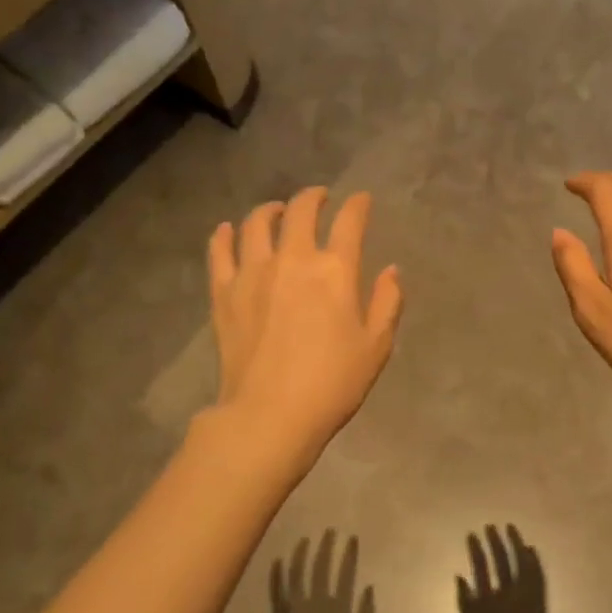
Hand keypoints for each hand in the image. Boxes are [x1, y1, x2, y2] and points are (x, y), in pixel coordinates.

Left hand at [208, 188, 402, 457]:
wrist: (270, 415)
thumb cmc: (333, 383)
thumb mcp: (376, 346)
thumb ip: (387, 302)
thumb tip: (391, 270)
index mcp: (335, 270)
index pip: (350, 221)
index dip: (358, 205)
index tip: (362, 200)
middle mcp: (292, 259)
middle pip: (301, 211)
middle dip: (314, 197)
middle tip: (321, 198)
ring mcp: (252, 273)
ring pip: (257, 223)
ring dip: (272, 209)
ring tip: (278, 211)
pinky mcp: (224, 292)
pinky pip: (220, 251)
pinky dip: (225, 235)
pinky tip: (230, 230)